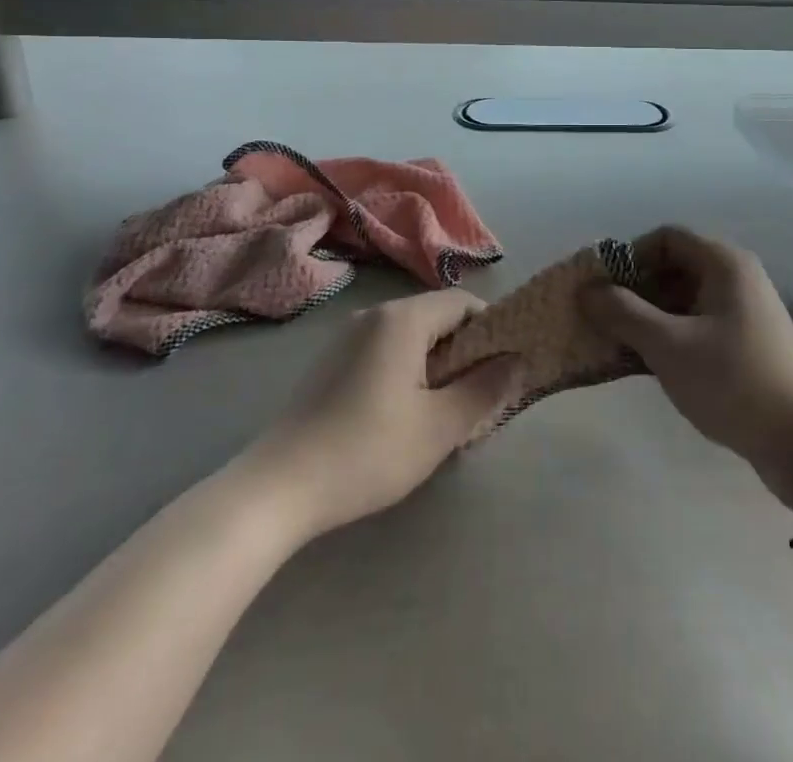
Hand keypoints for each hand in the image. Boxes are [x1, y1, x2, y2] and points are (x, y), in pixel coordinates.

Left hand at [247, 289, 521, 539]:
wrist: (277, 489)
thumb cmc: (367, 452)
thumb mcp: (439, 427)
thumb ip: (484, 389)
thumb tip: (516, 361)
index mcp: (402, 319)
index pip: (462, 303)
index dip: (491, 329)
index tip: (503, 368)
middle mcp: (374, 314)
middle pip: (435, 317)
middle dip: (463, 351)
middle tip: (475, 397)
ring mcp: (346, 337)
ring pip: (409, 336)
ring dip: (434, 364)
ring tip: (440, 412)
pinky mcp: (329, 362)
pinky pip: (382, 350)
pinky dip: (404, 370)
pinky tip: (399, 416)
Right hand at [580, 226, 792, 513]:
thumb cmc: (732, 381)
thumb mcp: (669, 346)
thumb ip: (623, 313)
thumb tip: (587, 289)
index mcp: (724, 263)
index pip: (666, 238)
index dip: (630, 257)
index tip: (603, 290)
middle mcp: (737, 277)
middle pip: (675, 267)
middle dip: (637, 290)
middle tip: (606, 321)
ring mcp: (746, 311)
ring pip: (686, 299)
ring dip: (651, 317)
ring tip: (622, 346)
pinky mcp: (749, 343)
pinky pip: (700, 324)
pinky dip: (673, 335)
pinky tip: (653, 365)